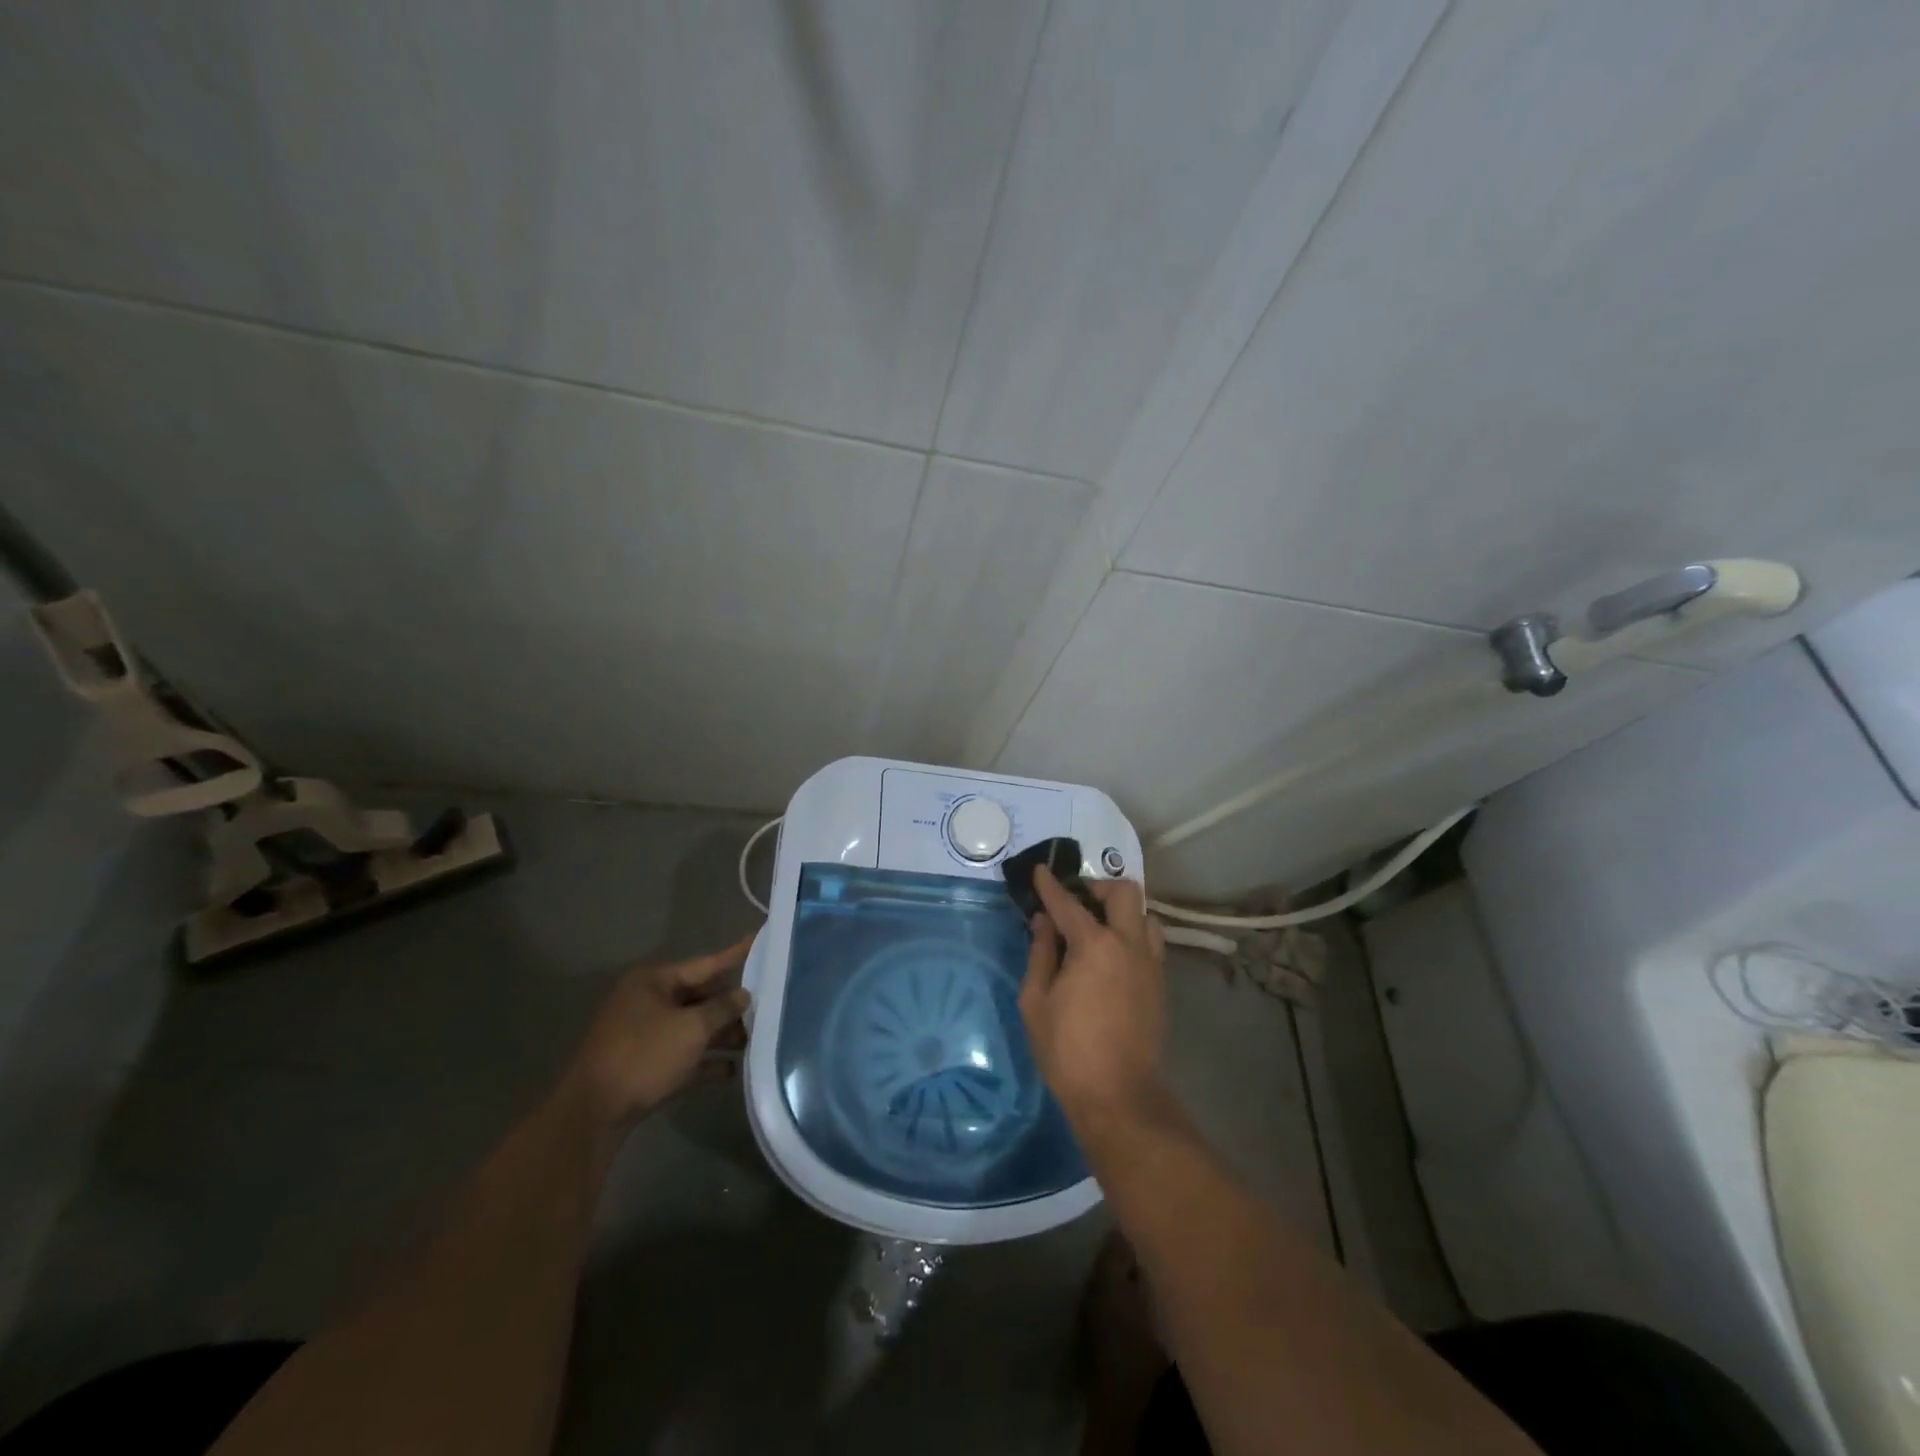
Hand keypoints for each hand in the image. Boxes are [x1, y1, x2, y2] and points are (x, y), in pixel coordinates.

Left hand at [567, 935, 754, 1127]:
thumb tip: (743, 995)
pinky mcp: (645, 1066)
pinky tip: (733, 1070)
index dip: (735, 954)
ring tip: (756, 1039)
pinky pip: (683, 1056)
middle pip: (700, 996)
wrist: (594, 1114)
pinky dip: (706, 1060)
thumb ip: (722, 1008)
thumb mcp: (691, 1028)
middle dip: (731, 1004)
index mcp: (653, 982)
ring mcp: (645, 1035)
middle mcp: (648, 1002)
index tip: (759, 939)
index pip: (705, 963)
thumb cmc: (644, 1056)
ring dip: (721, 1034)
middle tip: (768, 1001)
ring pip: (693, 1027)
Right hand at [1018, 868, 1167, 1126]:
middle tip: (1076, 901)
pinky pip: (1150, 941)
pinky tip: (1112, 955)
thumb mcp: (1036, 1001)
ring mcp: (1151, 963)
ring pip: (1144, 915)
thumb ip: (1041, 953)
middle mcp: (1129, 944)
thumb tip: (1044, 922)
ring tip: (1098, 928)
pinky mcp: (1160, 982)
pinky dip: (1132, 935)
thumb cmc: (1066, 1050)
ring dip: (1121, 912)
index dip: (1050, 885)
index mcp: (1095, 945)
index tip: (1040, 871)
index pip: (1068, 903)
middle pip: (1124, 891)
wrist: (1118, 1095)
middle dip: (1097, 887)